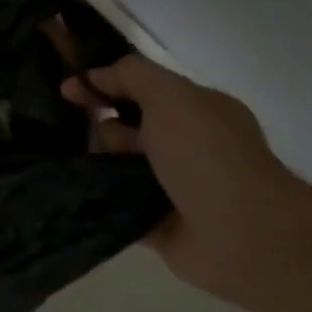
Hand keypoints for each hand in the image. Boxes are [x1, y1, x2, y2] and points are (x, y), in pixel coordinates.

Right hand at [64, 54, 311, 306]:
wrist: (243, 235)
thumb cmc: (207, 155)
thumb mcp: (170, 95)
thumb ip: (131, 75)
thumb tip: (95, 76)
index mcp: (195, 109)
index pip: (141, 87)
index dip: (103, 83)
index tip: (67, 90)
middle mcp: (185, 144)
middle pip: (125, 125)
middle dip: (104, 127)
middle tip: (105, 141)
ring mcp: (171, 185)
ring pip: (117, 163)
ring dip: (100, 162)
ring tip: (94, 170)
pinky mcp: (156, 223)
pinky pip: (116, 203)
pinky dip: (100, 197)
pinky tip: (77, 191)